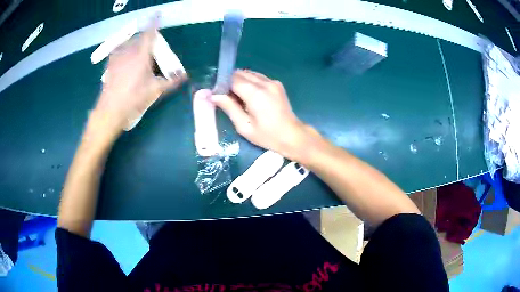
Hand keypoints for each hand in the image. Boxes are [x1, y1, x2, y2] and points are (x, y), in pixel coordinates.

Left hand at [93, 19, 186, 132]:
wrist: (110, 111)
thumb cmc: (133, 100)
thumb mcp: (155, 91)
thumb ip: (171, 81)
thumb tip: (185, 75)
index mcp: (141, 55)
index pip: (150, 33)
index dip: (154, 22)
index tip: (157, 13)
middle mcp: (128, 52)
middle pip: (139, 38)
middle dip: (146, 39)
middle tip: (151, 49)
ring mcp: (117, 57)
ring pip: (129, 43)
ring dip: (136, 44)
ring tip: (138, 55)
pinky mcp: (110, 64)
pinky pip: (119, 50)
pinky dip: (125, 50)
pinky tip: (126, 61)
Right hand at [211, 70, 317, 160]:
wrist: (292, 136)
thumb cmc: (267, 135)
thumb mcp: (244, 126)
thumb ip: (229, 108)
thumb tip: (213, 95)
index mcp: (256, 94)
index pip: (232, 79)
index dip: (223, 85)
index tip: (218, 94)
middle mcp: (265, 83)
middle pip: (240, 73)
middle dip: (230, 82)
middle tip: (227, 97)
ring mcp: (272, 82)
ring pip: (249, 73)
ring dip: (240, 81)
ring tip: (238, 97)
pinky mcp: (277, 83)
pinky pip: (258, 77)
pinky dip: (250, 82)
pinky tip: (250, 95)